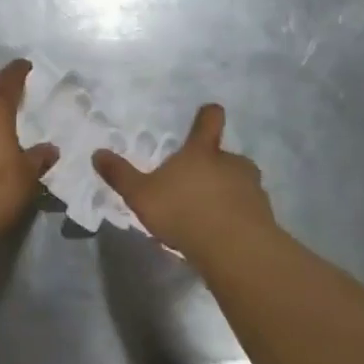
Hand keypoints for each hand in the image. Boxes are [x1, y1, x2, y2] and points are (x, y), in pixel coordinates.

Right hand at [93, 104, 275, 261]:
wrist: (235, 249)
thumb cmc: (184, 211)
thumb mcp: (142, 194)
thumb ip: (121, 175)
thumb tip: (97, 153)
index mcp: (202, 151)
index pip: (210, 120)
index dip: (209, 115)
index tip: (209, 113)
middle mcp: (231, 163)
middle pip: (226, 156)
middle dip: (215, 168)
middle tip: (197, 187)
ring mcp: (252, 189)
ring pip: (241, 184)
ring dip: (229, 194)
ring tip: (210, 217)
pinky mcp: (265, 217)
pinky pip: (250, 212)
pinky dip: (239, 219)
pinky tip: (223, 238)